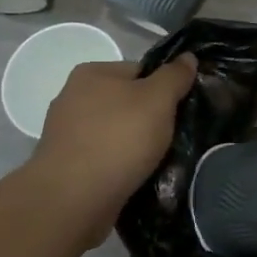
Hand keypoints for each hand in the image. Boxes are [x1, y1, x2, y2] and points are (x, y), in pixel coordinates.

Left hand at [27, 54, 197, 242]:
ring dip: (137, 147)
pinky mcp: (68, 165)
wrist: (73, 199)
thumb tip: (188, 57)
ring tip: (159, 163)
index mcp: (92, 73)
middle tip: (174, 139)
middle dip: (151, 120)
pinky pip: (105, 159)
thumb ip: (174, 76)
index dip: (165, 89)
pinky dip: (121, 166)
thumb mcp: (157, 100)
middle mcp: (74, 97)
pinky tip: (136, 178)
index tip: (181, 111)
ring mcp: (68, 134)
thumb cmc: (118, 139)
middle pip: (128, 103)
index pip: (141, 71)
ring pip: (117, 133)